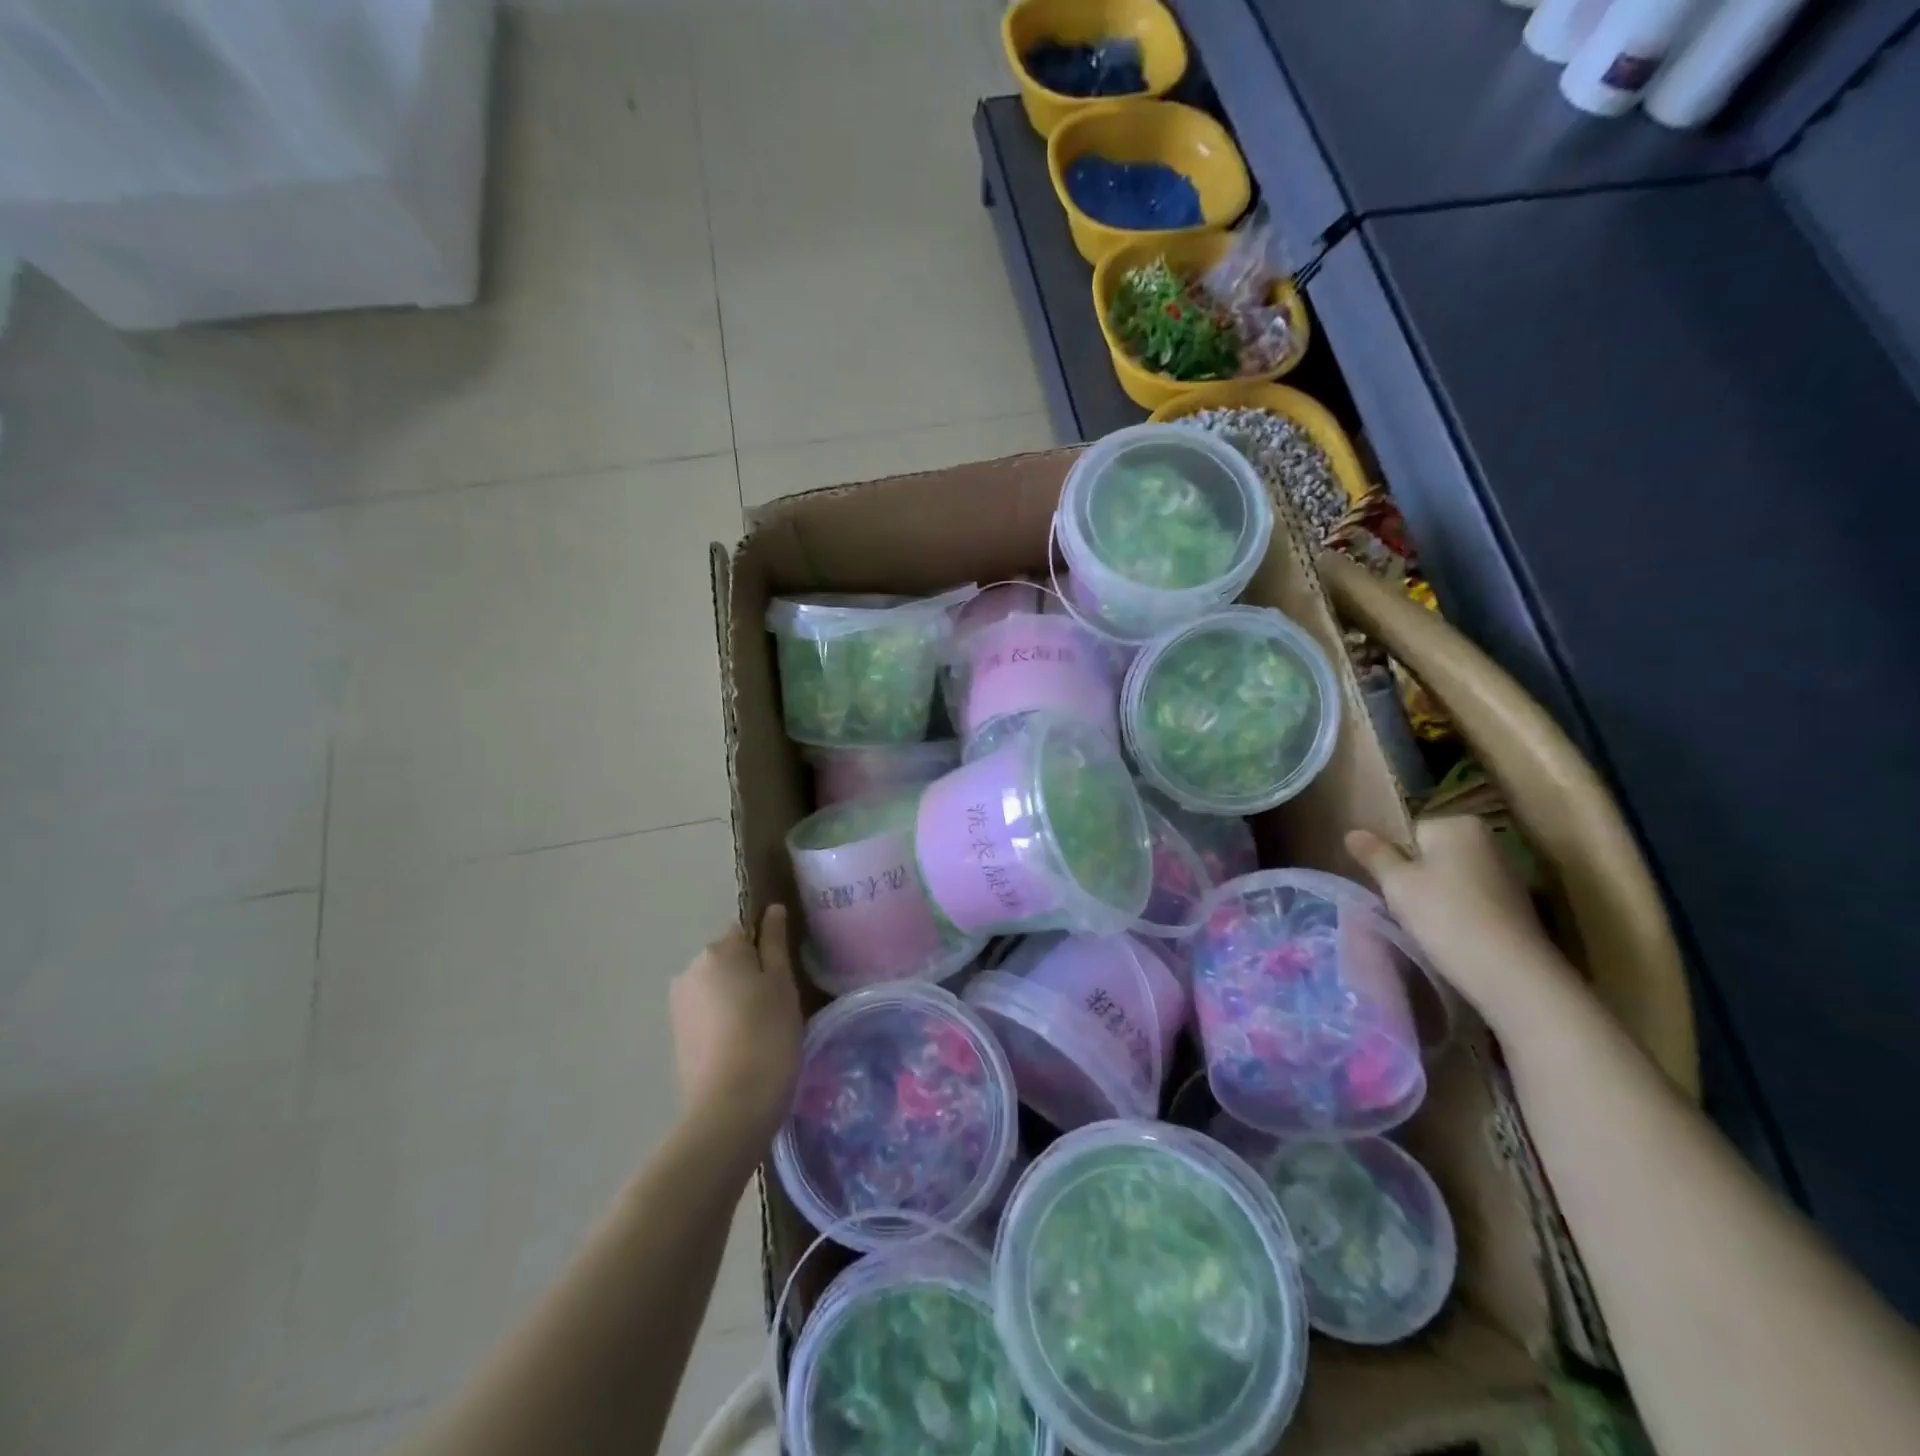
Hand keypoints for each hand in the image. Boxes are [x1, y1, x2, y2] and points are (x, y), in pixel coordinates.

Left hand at [670, 905, 802, 1148]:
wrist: (730, 1108)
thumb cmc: (767, 1036)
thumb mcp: (783, 984)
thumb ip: (775, 943)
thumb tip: (773, 909)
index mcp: (718, 950)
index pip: (747, 931)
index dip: (769, 952)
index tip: (785, 980)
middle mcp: (690, 969)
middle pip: (729, 959)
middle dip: (750, 975)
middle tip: (778, 1007)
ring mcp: (678, 1005)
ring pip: (717, 988)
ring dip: (736, 999)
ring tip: (761, 1032)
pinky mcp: (676, 1036)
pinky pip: (706, 1014)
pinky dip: (723, 1023)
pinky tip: (741, 1048)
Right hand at [1346, 815, 1566, 1019]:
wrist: (1511, 973)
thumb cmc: (1445, 916)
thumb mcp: (1396, 883)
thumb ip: (1373, 854)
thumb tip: (1352, 832)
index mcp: (1458, 824)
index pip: (1409, 832)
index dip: (1395, 860)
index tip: (1394, 887)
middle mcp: (1488, 840)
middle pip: (1431, 854)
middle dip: (1415, 877)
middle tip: (1406, 907)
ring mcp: (1507, 872)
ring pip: (1450, 878)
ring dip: (1436, 896)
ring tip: (1429, 925)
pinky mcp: (1517, 904)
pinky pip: (1471, 898)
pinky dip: (1459, 912)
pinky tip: (1454, 934)